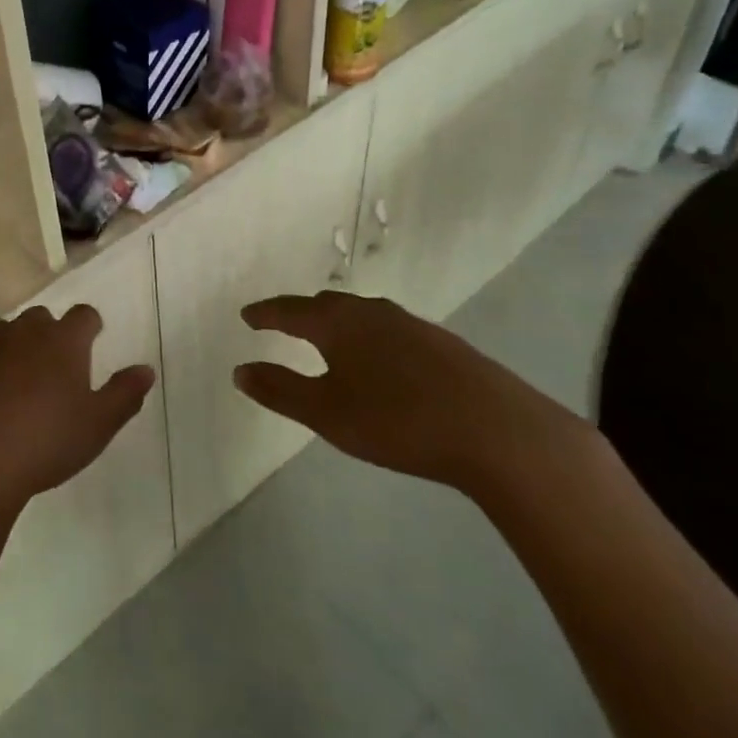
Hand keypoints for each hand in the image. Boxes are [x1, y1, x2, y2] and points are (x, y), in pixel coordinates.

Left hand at [0, 306, 156, 521]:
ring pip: (0, 331)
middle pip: (40, 319)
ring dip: (7, 347)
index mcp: (63, 341)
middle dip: (46, 336)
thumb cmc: (43, 444)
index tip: (90, 341)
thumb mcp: (97, 427)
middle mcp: (24, 329)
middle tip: (47, 370)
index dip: (89, 327)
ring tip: (6, 381)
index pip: (84, 315)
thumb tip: (146, 369)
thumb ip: (124, 394)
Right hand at [234, 291, 586, 494]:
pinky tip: (381, 360)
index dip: (266, 314)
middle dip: (301, 313)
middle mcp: (372, 313)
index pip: (290, 310)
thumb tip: (239, 370)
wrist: (498, 432)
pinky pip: (390, 330)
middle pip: (327, 305)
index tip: (247, 316)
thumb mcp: (327, 412)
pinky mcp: (443, 344)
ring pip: (362, 315)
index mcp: (338, 323)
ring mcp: (412, 325)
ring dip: (338, 323)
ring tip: (328, 338)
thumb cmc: (398, 420)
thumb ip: (280, 390)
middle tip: (283, 323)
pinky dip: (370, 337)